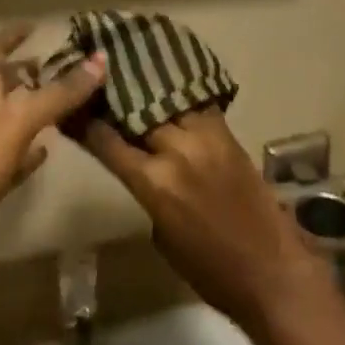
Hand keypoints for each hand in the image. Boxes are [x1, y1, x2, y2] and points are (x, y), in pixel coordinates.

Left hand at [0, 26, 105, 274]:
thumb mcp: (21, 120)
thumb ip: (61, 91)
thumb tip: (101, 59)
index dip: (11, 36)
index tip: (35, 26)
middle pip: (4, 83)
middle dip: (31, 71)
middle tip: (67, 66)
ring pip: (12, 117)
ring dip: (36, 106)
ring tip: (69, 101)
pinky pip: (13, 153)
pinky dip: (31, 146)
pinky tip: (50, 149)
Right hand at [80, 110, 332, 332]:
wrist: (268, 267)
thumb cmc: (208, 269)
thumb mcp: (162, 235)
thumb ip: (146, 192)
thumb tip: (141, 166)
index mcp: (154, 184)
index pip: (110, 143)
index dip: (90, 125)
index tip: (76, 109)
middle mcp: (176, 151)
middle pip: (139, 113)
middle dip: (119, 101)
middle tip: (103, 86)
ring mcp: (205, 136)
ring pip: (168, 101)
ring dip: (150, 92)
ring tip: (133, 74)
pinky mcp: (227, 132)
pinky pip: (197, 104)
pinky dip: (181, 97)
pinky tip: (170, 86)